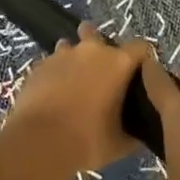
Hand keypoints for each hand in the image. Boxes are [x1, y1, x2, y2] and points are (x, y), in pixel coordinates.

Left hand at [2, 24, 141, 175]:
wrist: (38, 144)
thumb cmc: (87, 141)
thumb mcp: (120, 143)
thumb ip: (133, 131)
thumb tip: (138, 132)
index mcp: (118, 63)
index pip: (140, 47)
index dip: (142, 60)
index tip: (139, 76)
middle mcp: (91, 51)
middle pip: (98, 35)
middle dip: (101, 50)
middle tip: (101, 77)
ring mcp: (62, 55)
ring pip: (71, 47)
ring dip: (75, 60)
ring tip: (74, 83)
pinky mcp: (39, 66)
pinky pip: (52, 63)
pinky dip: (56, 73)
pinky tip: (53, 93)